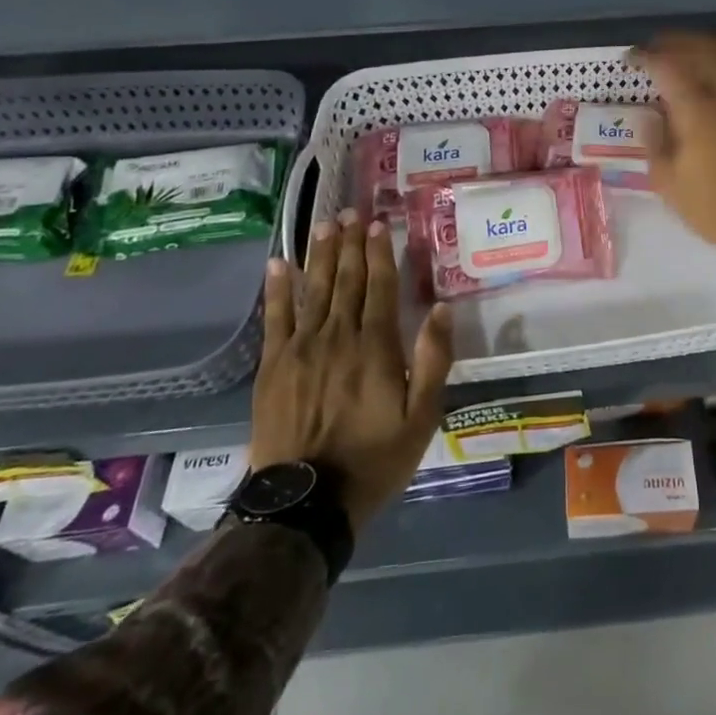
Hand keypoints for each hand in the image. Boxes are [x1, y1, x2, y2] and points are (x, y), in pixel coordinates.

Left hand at [249, 210, 453, 530]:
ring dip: (320, 254)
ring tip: (324, 224)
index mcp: (376, 347)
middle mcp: (338, 336)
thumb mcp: (422, 417)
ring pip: (313, 289)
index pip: (379, 286)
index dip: (379, 253)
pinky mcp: (273, 366)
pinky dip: (277, 289)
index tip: (379, 224)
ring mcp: (301, 348)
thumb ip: (433, 361)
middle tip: (350, 212)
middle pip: (345, 280)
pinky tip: (278, 263)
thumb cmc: (374, 460)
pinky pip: (275, 318)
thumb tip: (443, 309)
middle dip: (350, 243)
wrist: (305, 503)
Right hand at [636, 33, 715, 282]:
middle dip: (675, 42)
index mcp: (698, 109)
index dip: (647, 56)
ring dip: (700, 50)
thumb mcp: (667, 180)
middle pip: (702, 49)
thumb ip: (655, 140)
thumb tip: (651, 115)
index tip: (631, 57)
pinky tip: (709, 82)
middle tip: (655, 47)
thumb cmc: (712, 207)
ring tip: (681, 57)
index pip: (668, 66)